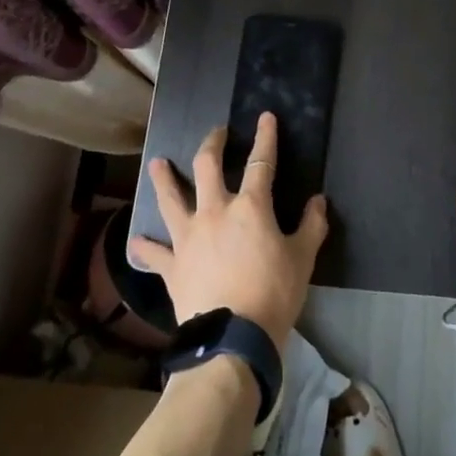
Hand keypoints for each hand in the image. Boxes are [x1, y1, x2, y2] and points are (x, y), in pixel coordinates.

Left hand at [132, 113, 326, 348]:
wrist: (233, 338)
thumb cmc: (274, 294)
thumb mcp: (302, 259)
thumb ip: (311, 226)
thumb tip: (318, 201)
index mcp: (250, 207)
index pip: (261, 162)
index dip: (265, 137)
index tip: (265, 117)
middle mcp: (214, 211)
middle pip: (207, 166)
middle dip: (212, 143)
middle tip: (216, 133)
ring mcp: (188, 236)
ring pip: (170, 198)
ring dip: (163, 179)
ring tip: (157, 163)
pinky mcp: (171, 265)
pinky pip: (154, 252)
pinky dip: (145, 246)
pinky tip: (136, 240)